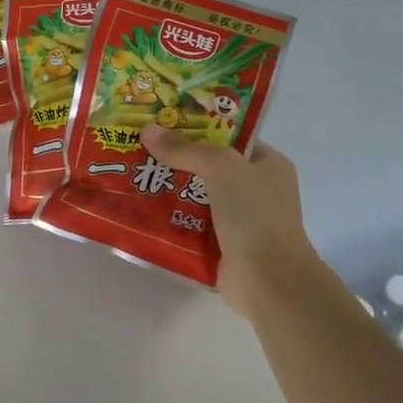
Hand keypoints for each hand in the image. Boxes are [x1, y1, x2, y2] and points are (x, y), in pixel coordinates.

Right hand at [140, 125, 318, 321]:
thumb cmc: (254, 214)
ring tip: (133, 174)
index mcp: (269, 164)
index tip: (163, 121)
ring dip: (170, 189)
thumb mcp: (221, 167)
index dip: (199, 126)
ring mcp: (241, 221)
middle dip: (177, 159)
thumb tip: (147, 129)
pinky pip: (191, 224)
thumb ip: (185, 148)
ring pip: (197, 196)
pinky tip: (142, 208)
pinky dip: (171, 219)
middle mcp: (258, 190)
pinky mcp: (224, 247)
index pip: (230, 137)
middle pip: (209, 166)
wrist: (269, 281)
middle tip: (140, 146)